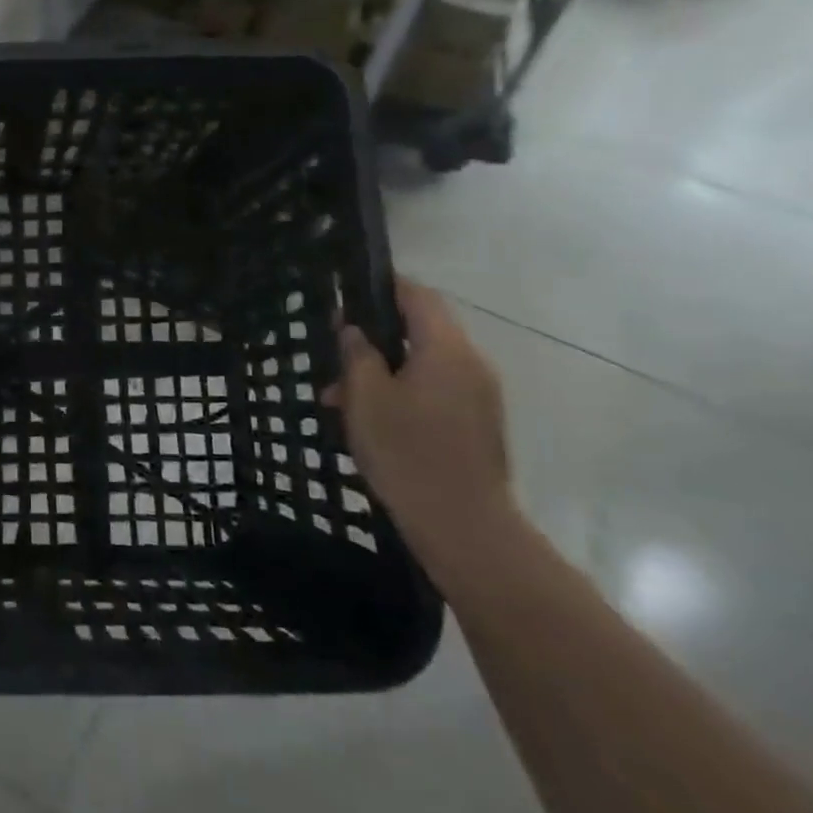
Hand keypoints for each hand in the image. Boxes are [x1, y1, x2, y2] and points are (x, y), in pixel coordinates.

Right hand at [330, 277, 515, 578]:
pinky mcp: (477, 425)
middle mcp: (471, 364)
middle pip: (421, 331)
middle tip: (334, 354)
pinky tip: (368, 421)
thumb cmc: (407, 451)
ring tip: (339, 398)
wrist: (462, 526)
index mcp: (447, 349)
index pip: (419, 296)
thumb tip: (354, 329)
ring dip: (383, 371)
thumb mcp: (365, 396)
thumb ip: (357, 354)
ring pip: (423, 365)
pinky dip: (401, 393)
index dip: (384, 287)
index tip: (348, 293)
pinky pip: (434, 392)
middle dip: (375, 338)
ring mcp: (479, 397)